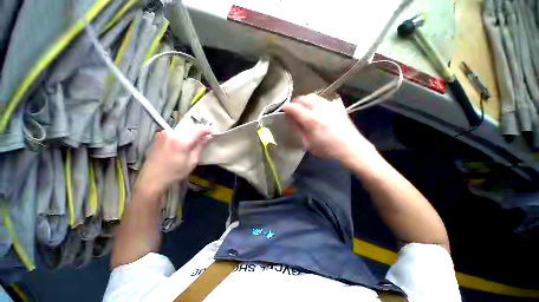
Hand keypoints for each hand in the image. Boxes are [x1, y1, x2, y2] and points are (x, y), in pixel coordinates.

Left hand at [135, 126, 211, 199]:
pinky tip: (179, 146)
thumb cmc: (175, 172)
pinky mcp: (159, 136)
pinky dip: (180, 137)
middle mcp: (172, 133)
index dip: (207, 131)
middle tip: (202, 141)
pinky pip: (174, 133)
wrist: (152, 178)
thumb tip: (209, 136)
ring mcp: (164, 133)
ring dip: (188, 136)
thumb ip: (200, 146)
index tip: (211, 133)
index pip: (199, 129)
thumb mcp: (192, 161)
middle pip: (190, 129)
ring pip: (182, 131)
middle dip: (197, 134)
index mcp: (182, 140)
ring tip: (189, 146)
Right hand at [283, 94, 375, 163]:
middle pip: (302, 98)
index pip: (293, 107)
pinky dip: (315, 101)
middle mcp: (319, 109)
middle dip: (295, 103)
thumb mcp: (308, 144)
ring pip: (312, 96)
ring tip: (304, 109)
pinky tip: (316, 109)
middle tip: (293, 111)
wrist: (351, 148)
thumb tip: (292, 120)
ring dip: (304, 101)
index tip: (284, 112)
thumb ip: (299, 130)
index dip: (286, 108)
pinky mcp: (337, 106)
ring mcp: (329, 105)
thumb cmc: (328, 149)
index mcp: (311, 121)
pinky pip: (322, 99)